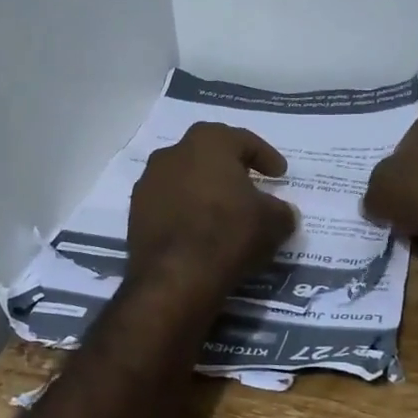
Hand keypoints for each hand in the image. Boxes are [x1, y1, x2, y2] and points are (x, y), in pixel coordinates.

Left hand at [127, 123, 298, 293]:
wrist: (176, 276)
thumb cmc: (229, 234)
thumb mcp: (273, 222)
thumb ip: (280, 210)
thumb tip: (281, 211)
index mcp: (208, 142)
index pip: (243, 141)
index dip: (266, 157)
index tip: (280, 174)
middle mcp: (173, 153)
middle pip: (207, 154)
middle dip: (229, 168)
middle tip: (248, 184)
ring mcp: (148, 182)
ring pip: (184, 178)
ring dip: (203, 189)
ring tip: (223, 210)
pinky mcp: (135, 212)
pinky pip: (168, 203)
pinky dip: (185, 211)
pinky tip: (199, 230)